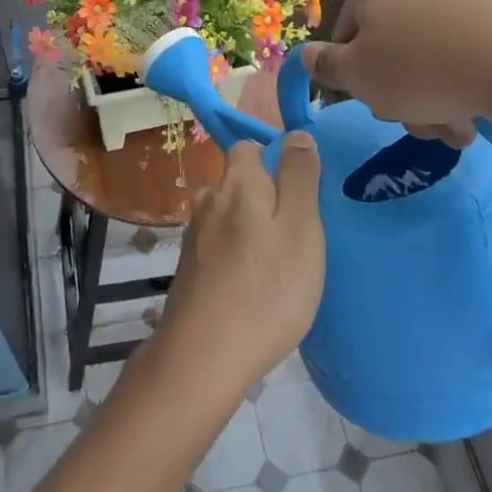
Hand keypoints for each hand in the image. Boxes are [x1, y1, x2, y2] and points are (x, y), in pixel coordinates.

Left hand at [156, 135, 324, 393]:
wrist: (203, 356)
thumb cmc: (266, 289)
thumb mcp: (301, 228)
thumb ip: (299, 177)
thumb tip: (296, 134)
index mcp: (237, 182)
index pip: (249, 147)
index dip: (275, 161)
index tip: (302, 192)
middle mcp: (208, 199)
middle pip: (240, 182)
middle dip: (266, 197)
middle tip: (299, 234)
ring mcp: (194, 235)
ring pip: (229, 215)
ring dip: (252, 229)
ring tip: (280, 263)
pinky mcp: (190, 268)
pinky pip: (220, 246)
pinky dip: (238, 255)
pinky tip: (254, 284)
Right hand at [301, 0, 491, 144]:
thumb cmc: (418, 66)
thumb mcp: (356, 75)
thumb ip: (325, 67)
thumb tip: (305, 55)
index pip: (344, 37)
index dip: (354, 77)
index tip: (373, 99)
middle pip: (385, 53)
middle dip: (396, 96)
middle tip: (412, 118)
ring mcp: (454, 4)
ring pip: (422, 66)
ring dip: (426, 105)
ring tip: (448, 127)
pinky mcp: (490, 27)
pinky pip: (457, 65)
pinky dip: (457, 94)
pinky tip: (470, 120)